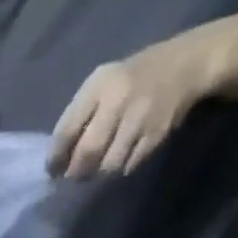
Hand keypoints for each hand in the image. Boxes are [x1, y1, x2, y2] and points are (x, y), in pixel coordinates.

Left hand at [49, 34, 215, 179]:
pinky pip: (128, 165)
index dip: (55, 158)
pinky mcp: (156, 132)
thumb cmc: (130, 80)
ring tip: (97, 168)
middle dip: (76, 171)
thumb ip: (77, 118)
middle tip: (74, 175)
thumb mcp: (99, 86)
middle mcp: (119, 99)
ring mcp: (140, 117)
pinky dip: (119, 169)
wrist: (185, 63)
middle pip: (87, 153)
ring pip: (108, 165)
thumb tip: (57, 161)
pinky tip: (119, 160)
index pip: (66, 131)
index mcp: (99, 86)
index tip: (52, 172)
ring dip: (98, 173)